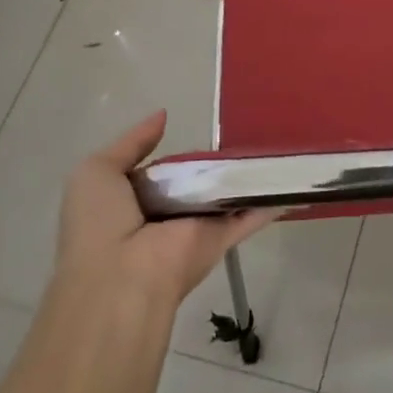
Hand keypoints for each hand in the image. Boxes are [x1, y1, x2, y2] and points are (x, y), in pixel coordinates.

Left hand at [56, 111, 270, 304]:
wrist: (121, 277)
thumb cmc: (101, 223)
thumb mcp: (97, 172)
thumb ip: (132, 142)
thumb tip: (164, 115)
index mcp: (134, 201)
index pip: (160, 171)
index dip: (177, 153)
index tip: (201, 131)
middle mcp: (167, 214)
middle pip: (197, 181)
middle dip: (217, 160)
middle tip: (245, 128)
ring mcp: (197, 226)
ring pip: (227, 194)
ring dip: (248, 175)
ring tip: (277, 143)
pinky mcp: (222, 237)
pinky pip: (251, 214)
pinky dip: (272, 199)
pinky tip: (294, 180)